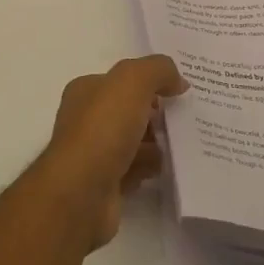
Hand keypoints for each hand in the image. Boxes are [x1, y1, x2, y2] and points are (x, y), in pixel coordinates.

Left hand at [34, 55, 187, 250]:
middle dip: (156, 116)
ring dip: (156, 145)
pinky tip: (161, 170)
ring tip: (177, 147)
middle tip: (182, 122)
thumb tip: (178, 81)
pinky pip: (135, 170)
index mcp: (86, 91)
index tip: (178, 93)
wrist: (81, 193)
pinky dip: (149, 169)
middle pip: (130, 112)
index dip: (150, 84)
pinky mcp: (105, 184)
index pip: (122, 81)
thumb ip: (158, 70)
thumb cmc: (103, 129)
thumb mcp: (133, 82)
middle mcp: (86, 120)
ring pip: (135, 142)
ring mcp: (94, 153)